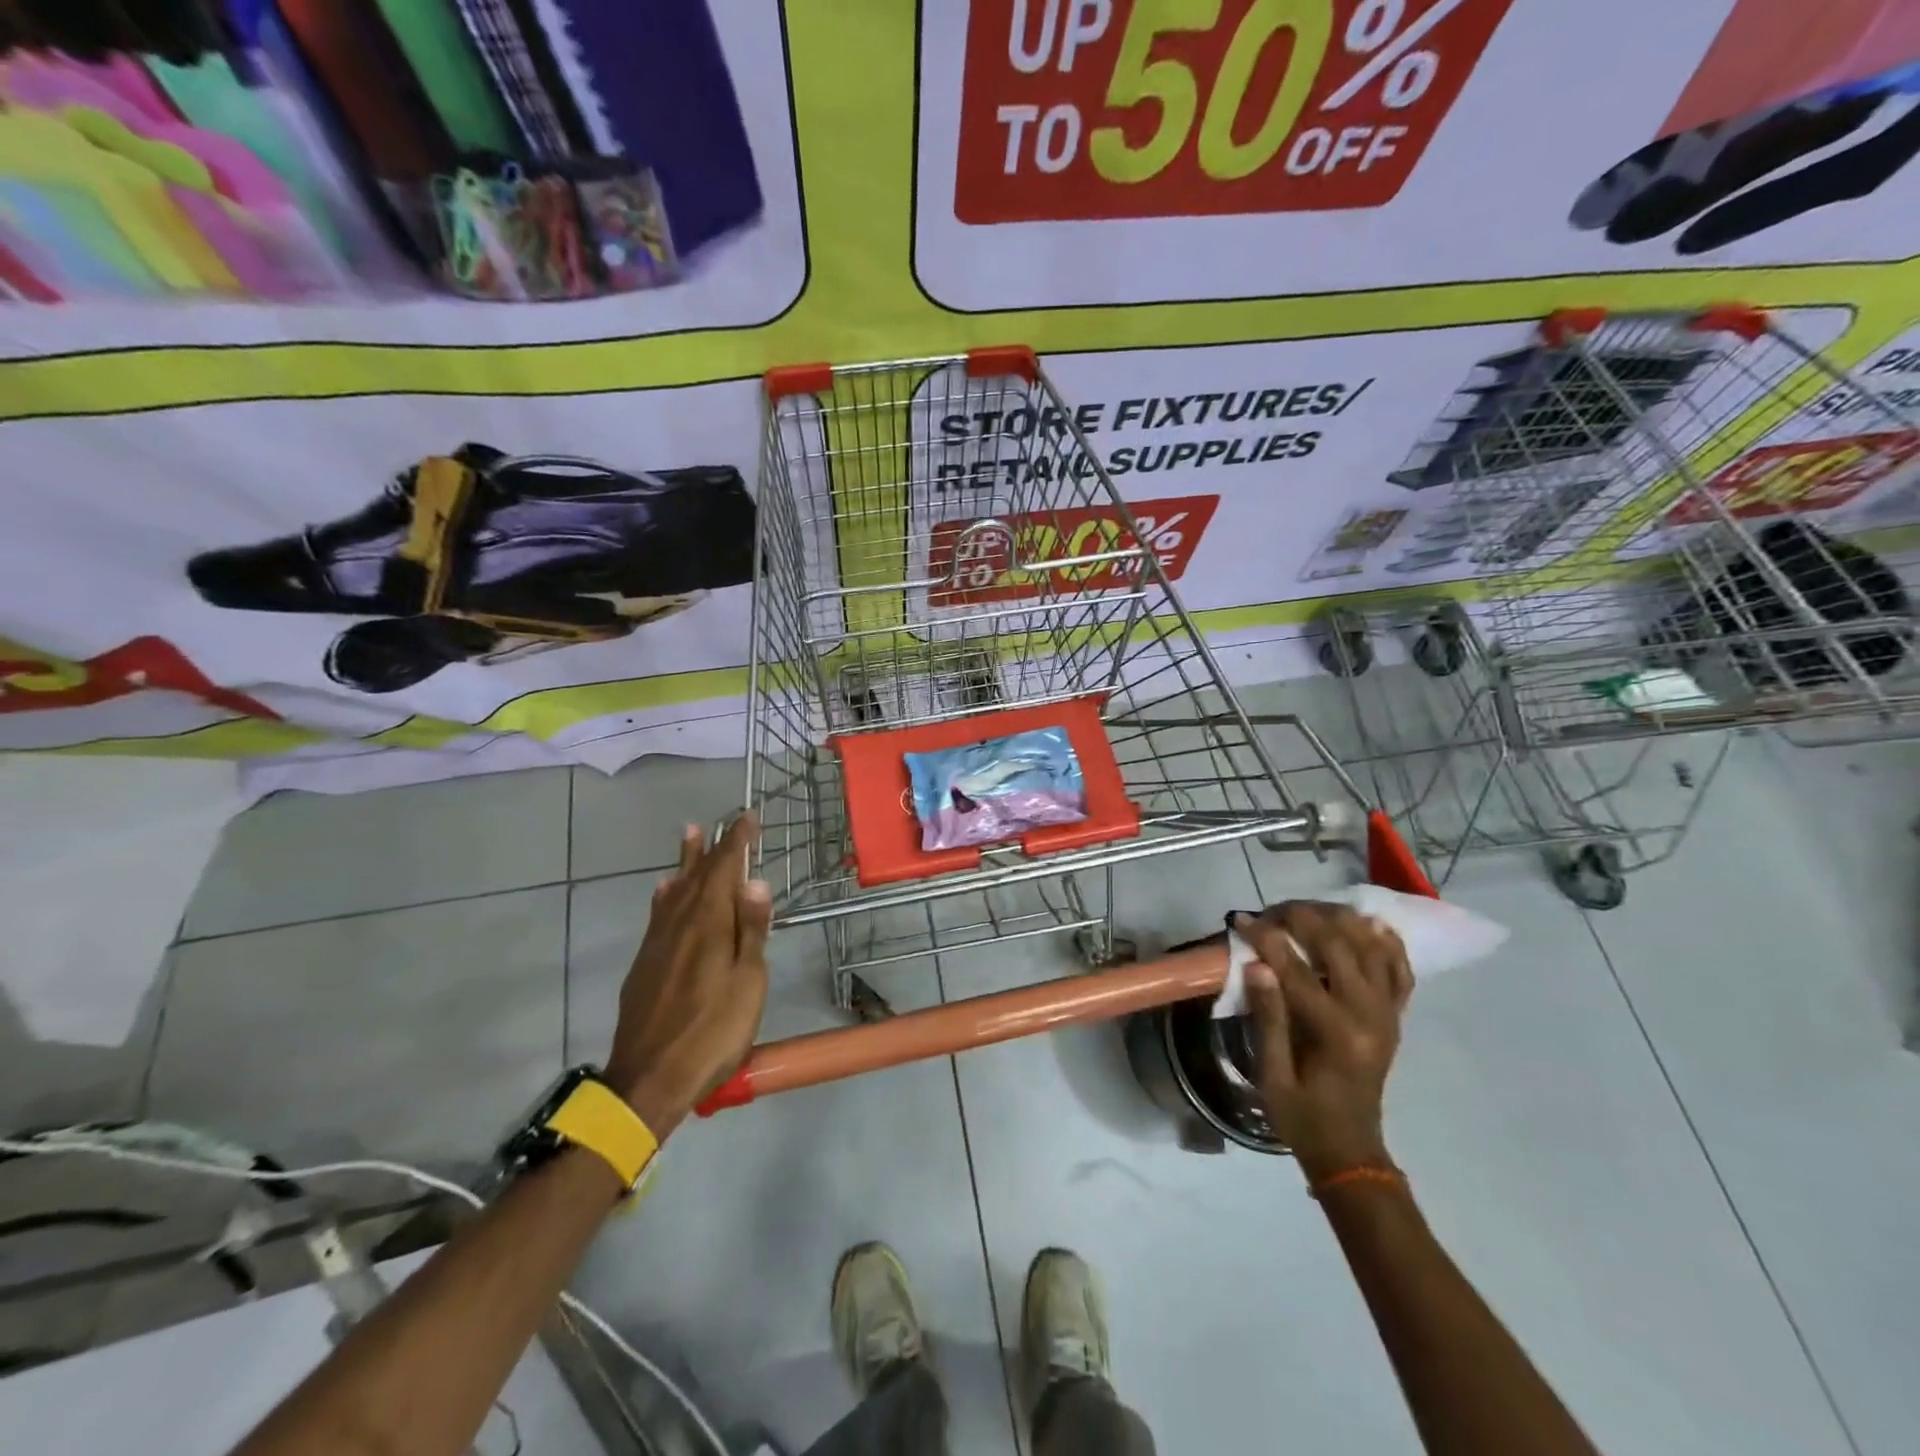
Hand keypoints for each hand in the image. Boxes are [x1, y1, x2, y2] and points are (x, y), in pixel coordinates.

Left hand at [604, 815, 771, 1138]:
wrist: (649, 1079)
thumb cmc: (712, 1032)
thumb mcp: (748, 983)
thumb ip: (751, 931)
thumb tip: (755, 882)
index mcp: (709, 925)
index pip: (724, 870)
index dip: (737, 843)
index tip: (747, 818)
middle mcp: (679, 924)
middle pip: (696, 876)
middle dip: (711, 848)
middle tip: (717, 822)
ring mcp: (657, 944)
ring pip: (674, 891)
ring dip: (685, 863)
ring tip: (689, 837)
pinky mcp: (644, 964)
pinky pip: (658, 914)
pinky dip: (666, 895)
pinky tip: (664, 893)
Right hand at [1232, 902, 1412, 1181]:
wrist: (1350, 1150)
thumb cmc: (1302, 1116)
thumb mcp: (1272, 1074)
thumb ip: (1269, 1017)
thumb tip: (1257, 964)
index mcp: (1336, 1033)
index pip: (1297, 970)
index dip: (1266, 938)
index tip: (1239, 919)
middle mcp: (1370, 1016)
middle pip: (1339, 946)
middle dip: (1302, 918)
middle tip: (1270, 911)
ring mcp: (1389, 1015)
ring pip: (1373, 948)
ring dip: (1341, 920)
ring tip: (1307, 910)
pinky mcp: (1395, 1017)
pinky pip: (1400, 970)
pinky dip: (1386, 942)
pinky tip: (1367, 923)